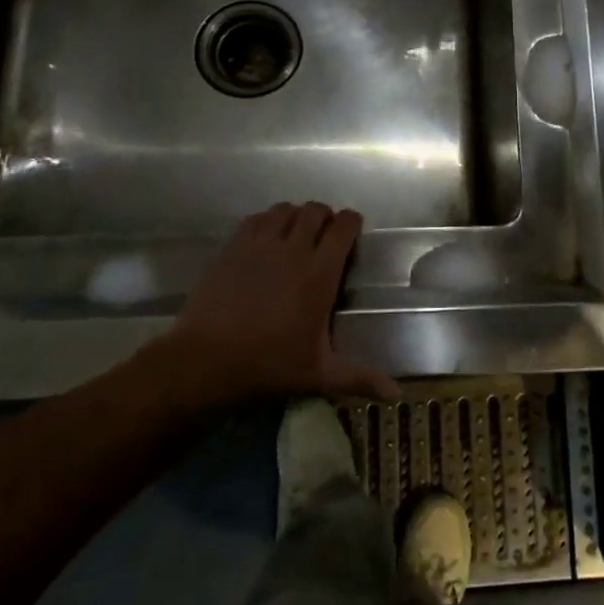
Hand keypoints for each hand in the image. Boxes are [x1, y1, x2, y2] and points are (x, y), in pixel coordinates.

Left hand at [166, 203, 399, 403]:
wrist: (205, 361)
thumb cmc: (268, 365)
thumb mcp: (319, 374)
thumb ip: (360, 378)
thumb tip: (398, 394)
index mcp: (320, 273)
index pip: (343, 227)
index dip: (352, 222)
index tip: (353, 231)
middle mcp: (293, 249)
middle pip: (315, 210)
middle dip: (325, 216)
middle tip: (324, 235)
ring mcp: (260, 245)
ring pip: (285, 210)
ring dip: (295, 216)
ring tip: (295, 233)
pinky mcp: (232, 247)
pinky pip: (256, 218)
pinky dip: (266, 221)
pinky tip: (265, 238)